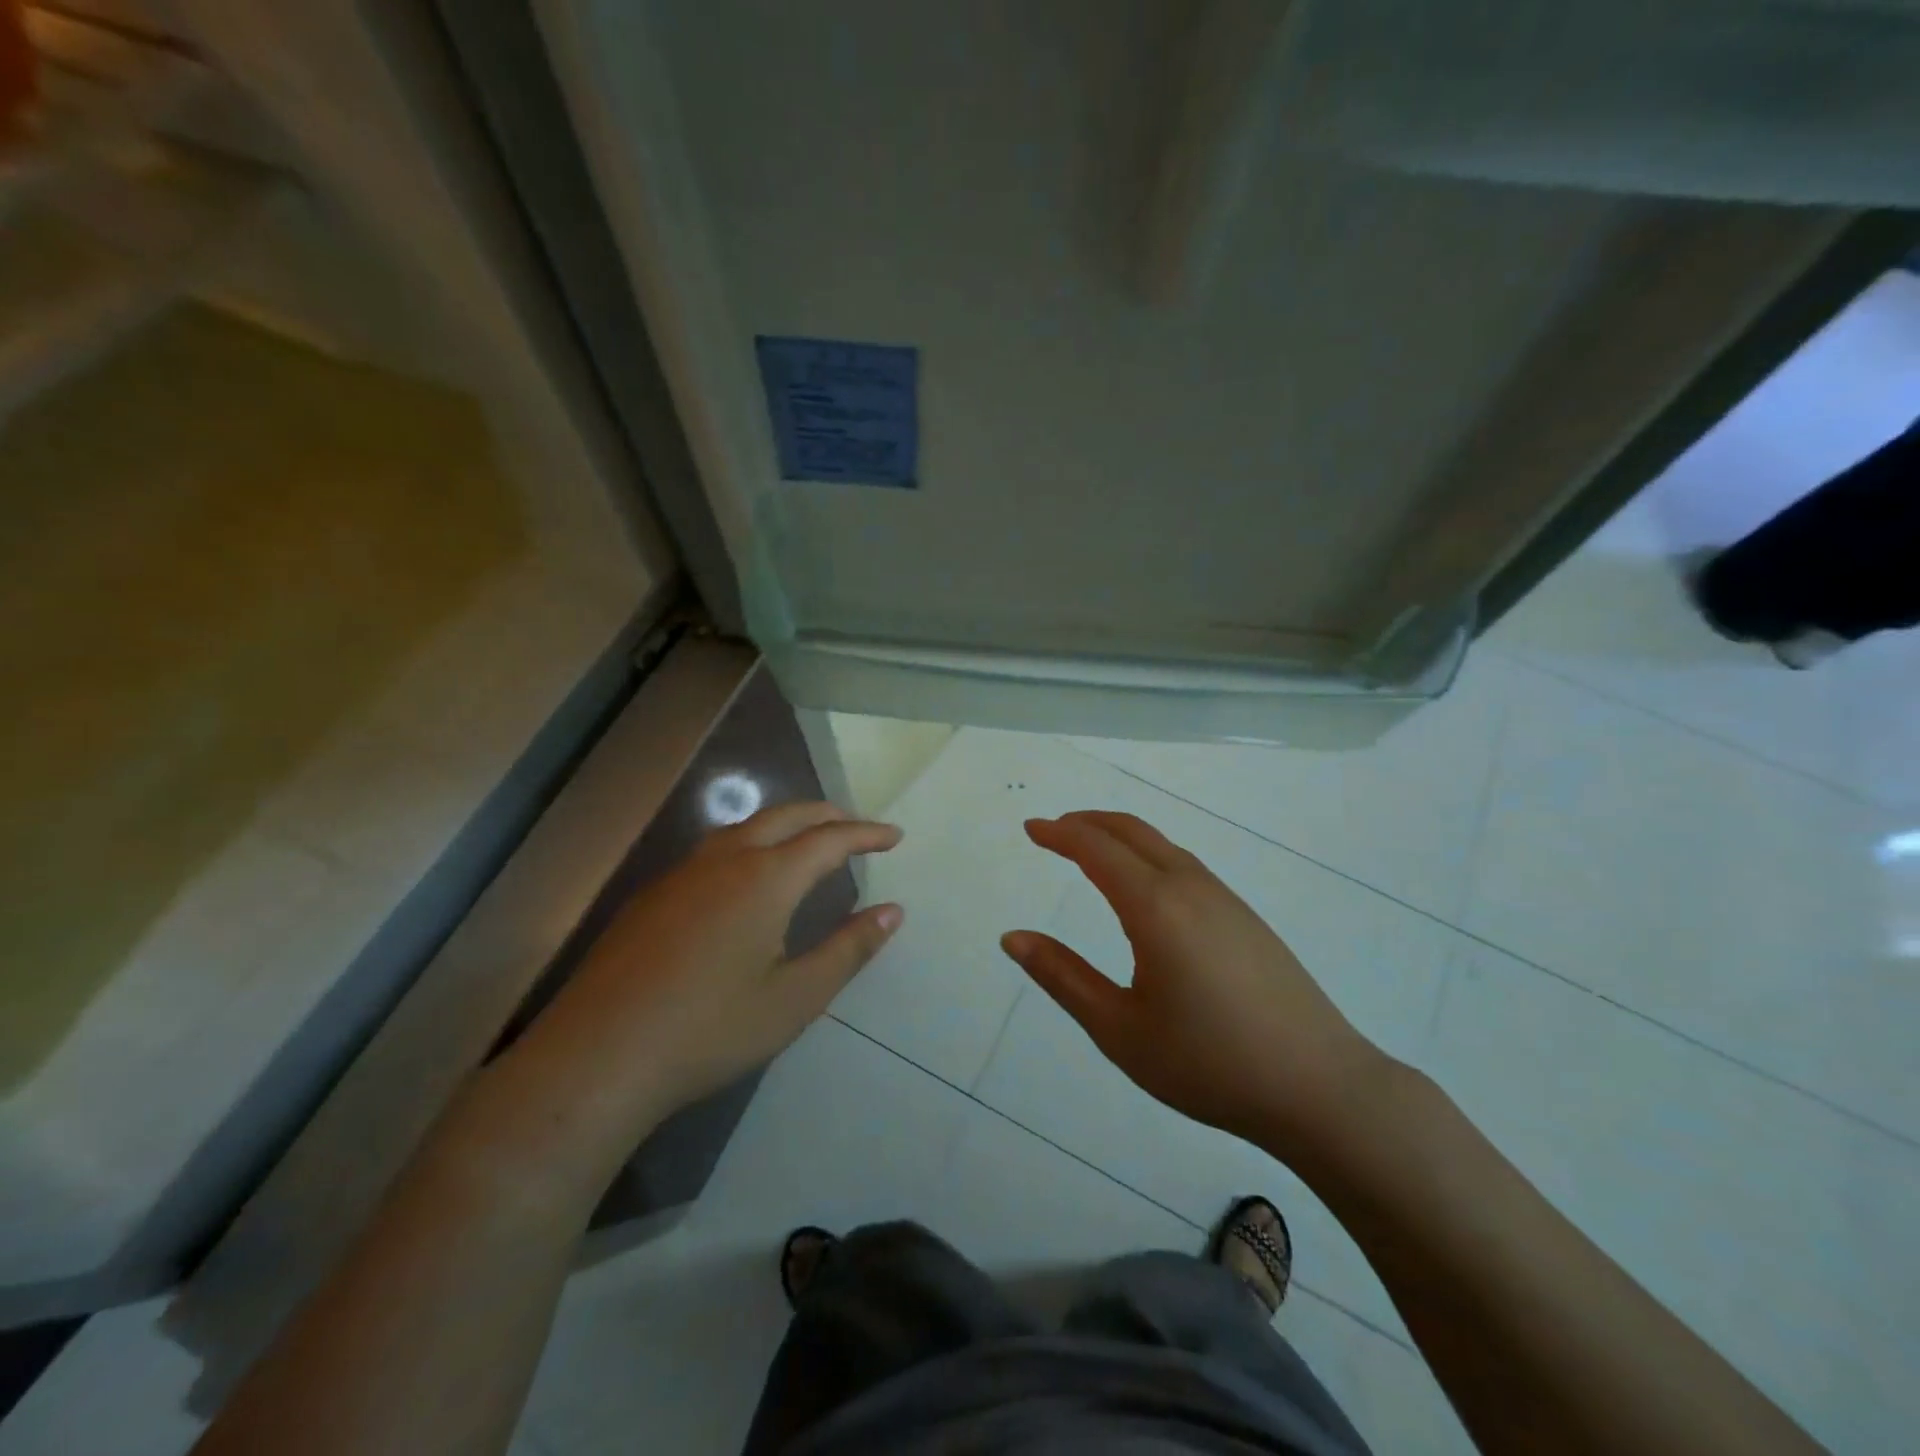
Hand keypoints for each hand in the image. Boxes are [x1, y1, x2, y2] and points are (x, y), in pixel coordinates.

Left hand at [506, 802, 902, 1154]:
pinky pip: (714, 849)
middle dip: (827, 816)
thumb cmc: (709, 1030)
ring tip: (807, 842)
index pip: (829, 839)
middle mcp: (725, 860)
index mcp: (766, 878)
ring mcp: (682, 874)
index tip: (894, 836)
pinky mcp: (652, 895)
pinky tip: (745, 877)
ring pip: (745, 827)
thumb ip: (848, 949)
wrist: (597, 1058)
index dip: (866, 834)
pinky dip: (750, 843)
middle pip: (786, 817)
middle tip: (856, 828)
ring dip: (785, 824)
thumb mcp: (795, 998)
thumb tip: (892, 911)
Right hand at [1000, 811, 1393, 1157]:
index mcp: (1155, 907)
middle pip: (1132, 832)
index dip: (1059, 834)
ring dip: (1120, 836)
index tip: (1031, 828)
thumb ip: (1062, 977)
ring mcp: (1225, 899)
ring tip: (1091, 850)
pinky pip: (1185, 865)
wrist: (1320, 1088)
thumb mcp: (1120, 1029)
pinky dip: (1148, 854)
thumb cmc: (1209, 1063)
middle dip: (1088, 822)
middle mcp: (1190, 887)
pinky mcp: (1246, 918)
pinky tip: (1145, 886)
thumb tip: (1012, 938)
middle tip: (1054, 830)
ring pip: (1162, 845)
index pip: (1096, 849)